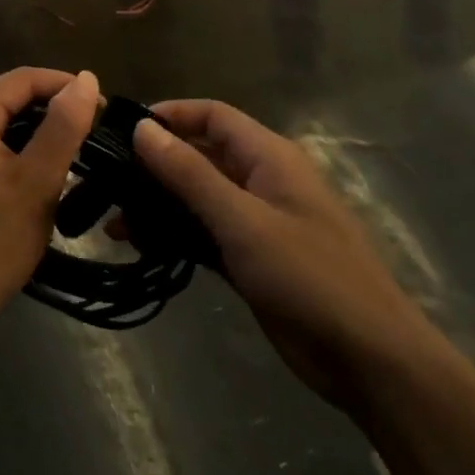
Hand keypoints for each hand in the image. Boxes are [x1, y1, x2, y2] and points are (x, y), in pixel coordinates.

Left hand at [0, 68, 99, 338]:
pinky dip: (12, 147)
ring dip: (33, 130)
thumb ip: (63, 125)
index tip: (104, 110)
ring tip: (72, 151)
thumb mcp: (37, 182)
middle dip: (51, 110)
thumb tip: (86, 78)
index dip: (66, 88)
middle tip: (92, 135)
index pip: (23, 79)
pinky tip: (35, 168)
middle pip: (8, 97)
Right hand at [133, 101, 434, 410]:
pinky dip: (175, 234)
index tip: (122, 130)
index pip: (213, 115)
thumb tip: (143, 129)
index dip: (170, 115)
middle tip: (106, 180)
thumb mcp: (243, 220)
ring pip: (198, 197)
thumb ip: (190, 174)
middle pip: (201, 155)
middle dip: (155, 164)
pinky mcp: (252, 258)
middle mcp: (261, 180)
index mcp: (269, 156)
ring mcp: (257, 221)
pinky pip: (205, 233)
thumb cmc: (309, 276)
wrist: (368, 358)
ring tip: (114, 222)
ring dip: (159, 204)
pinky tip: (141, 245)